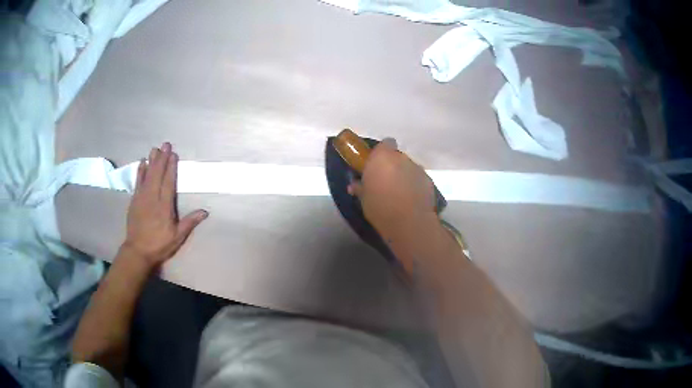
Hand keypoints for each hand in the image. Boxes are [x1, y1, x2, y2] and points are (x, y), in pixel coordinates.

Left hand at [121, 142, 207, 269]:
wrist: (138, 251)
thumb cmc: (159, 244)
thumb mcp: (177, 237)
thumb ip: (190, 222)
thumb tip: (205, 211)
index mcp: (164, 207)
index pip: (168, 183)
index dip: (171, 168)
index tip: (174, 155)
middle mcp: (152, 198)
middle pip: (157, 175)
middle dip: (162, 159)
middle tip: (166, 144)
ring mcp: (142, 198)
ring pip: (147, 175)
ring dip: (151, 161)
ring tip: (155, 148)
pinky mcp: (134, 201)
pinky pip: (137, 182)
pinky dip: (140, 171)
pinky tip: (142, 162)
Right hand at [348, 138, 435, 235]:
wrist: (408, 222)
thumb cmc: (380, 207)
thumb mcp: (363, 198)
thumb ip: (359, 187)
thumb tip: (355, 185)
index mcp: (382, 157)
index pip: (385, 143)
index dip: (381, 152)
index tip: (376, 164)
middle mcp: (401, 158)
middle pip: (397, 156)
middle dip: (392, 166)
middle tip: (385, 181)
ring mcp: (417, 168)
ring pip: (408, 167)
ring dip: (404, 175)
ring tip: (399, 193)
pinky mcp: (428, 180)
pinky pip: (418, 179)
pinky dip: (414, 185)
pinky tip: (411, 200)